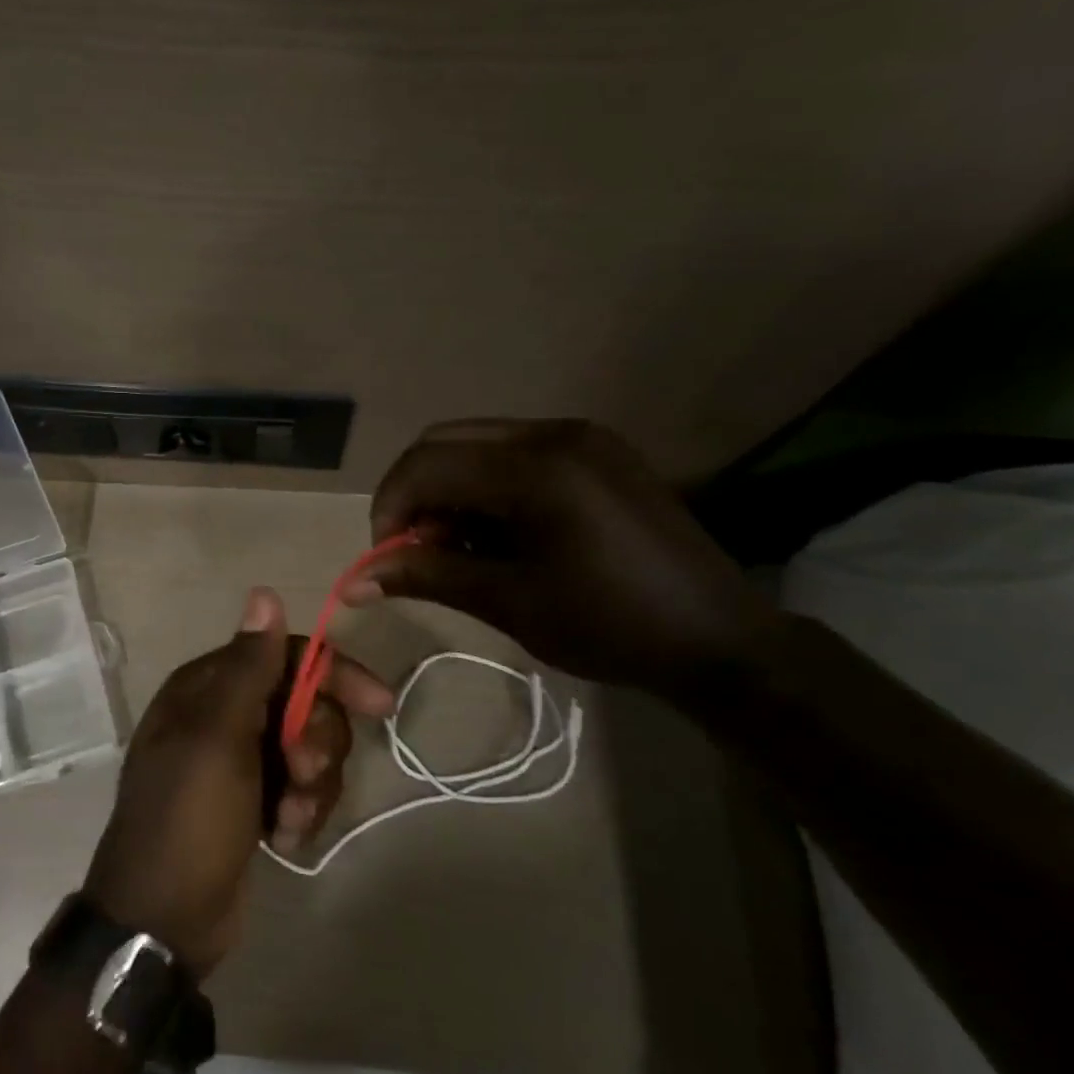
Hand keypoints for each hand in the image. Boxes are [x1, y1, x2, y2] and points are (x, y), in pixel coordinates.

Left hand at [84, 587, 392, 977]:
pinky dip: (300, 812)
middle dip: (317, 741)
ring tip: (288, 818)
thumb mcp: (219, 737)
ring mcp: (240, 760)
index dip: (333, 673)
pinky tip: (283, 838)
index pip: (286, 656)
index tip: (379, 704)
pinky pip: (300, 789)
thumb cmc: (188, 817)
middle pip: (305, 703)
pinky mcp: (253, 800)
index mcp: (209, 687)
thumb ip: (250, 667)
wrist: (162, 920)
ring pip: (308, 749)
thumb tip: (264, 592)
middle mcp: (225, 714)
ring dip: (312, 785)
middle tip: (302, 774)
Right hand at [344, 420, 783, 700]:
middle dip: (415, 494)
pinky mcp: (597, 451)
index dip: (390, 508)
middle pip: (446, 441)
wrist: (719, 640)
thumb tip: (353, 581)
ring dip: (449, 490)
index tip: (386, 558)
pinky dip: (486, 487)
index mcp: (536, 468)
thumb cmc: (610, 626)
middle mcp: (555, 433)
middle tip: (415, 550)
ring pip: (478, 443)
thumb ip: (427, 577)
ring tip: (457, 548)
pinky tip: (497, 534)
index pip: (427, 464)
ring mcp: (582, 437)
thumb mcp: (509, 603)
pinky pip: (515, 452)